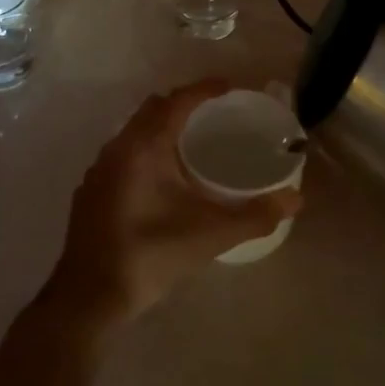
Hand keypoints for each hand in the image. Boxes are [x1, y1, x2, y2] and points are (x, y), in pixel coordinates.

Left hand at [46, 80, 302, 329]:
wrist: (88, 298)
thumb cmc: (150, 256)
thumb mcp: (209, 235)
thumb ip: (254, 215)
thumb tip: (296, 198)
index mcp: (143, 146)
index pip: (177, 101)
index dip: (204, 89)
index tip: (230, 87)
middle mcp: (118, 147)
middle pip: (153, 109)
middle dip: (183, 104)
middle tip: (214, 114)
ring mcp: (99, 169)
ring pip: (134, 131)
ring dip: (161, 128)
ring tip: (191, 142)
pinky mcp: (91, 190)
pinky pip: (122, 153)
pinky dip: (144, 150)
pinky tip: (160, 179)